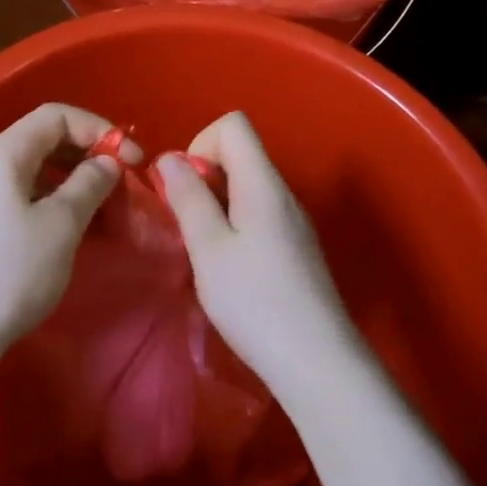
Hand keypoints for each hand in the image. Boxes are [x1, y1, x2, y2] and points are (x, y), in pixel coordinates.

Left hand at [0, 103, 138, 363]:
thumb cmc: (9, 273)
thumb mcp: (61, 225)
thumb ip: (89, 184)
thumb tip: (106, 163)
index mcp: (1, 153)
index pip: (56, 115)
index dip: (99, 129)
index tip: (132, 160)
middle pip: (41, 138)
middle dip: (86, 153)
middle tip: (120, 182)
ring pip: (31, 169)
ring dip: (70, 178)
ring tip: (100, 207)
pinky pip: (17, 193)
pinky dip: (48, 199)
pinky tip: (67, 226)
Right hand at [157, 111, 365, 394]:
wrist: (316, 361)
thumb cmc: (254, 301)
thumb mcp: (208, 248)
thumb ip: (188, 198)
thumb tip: (170, 158)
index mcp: (263, 183)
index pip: (233, 125)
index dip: (200, 144)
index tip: (185, 188)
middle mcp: (283, 193)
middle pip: (241, 154)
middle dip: (203, 177)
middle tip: (187, 223)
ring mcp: (294, 222)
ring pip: (247, 187)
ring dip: (216, 204)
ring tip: (204, 250)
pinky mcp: (296, 248)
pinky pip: (259, 214)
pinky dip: (234, 226)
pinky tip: (228, 269)